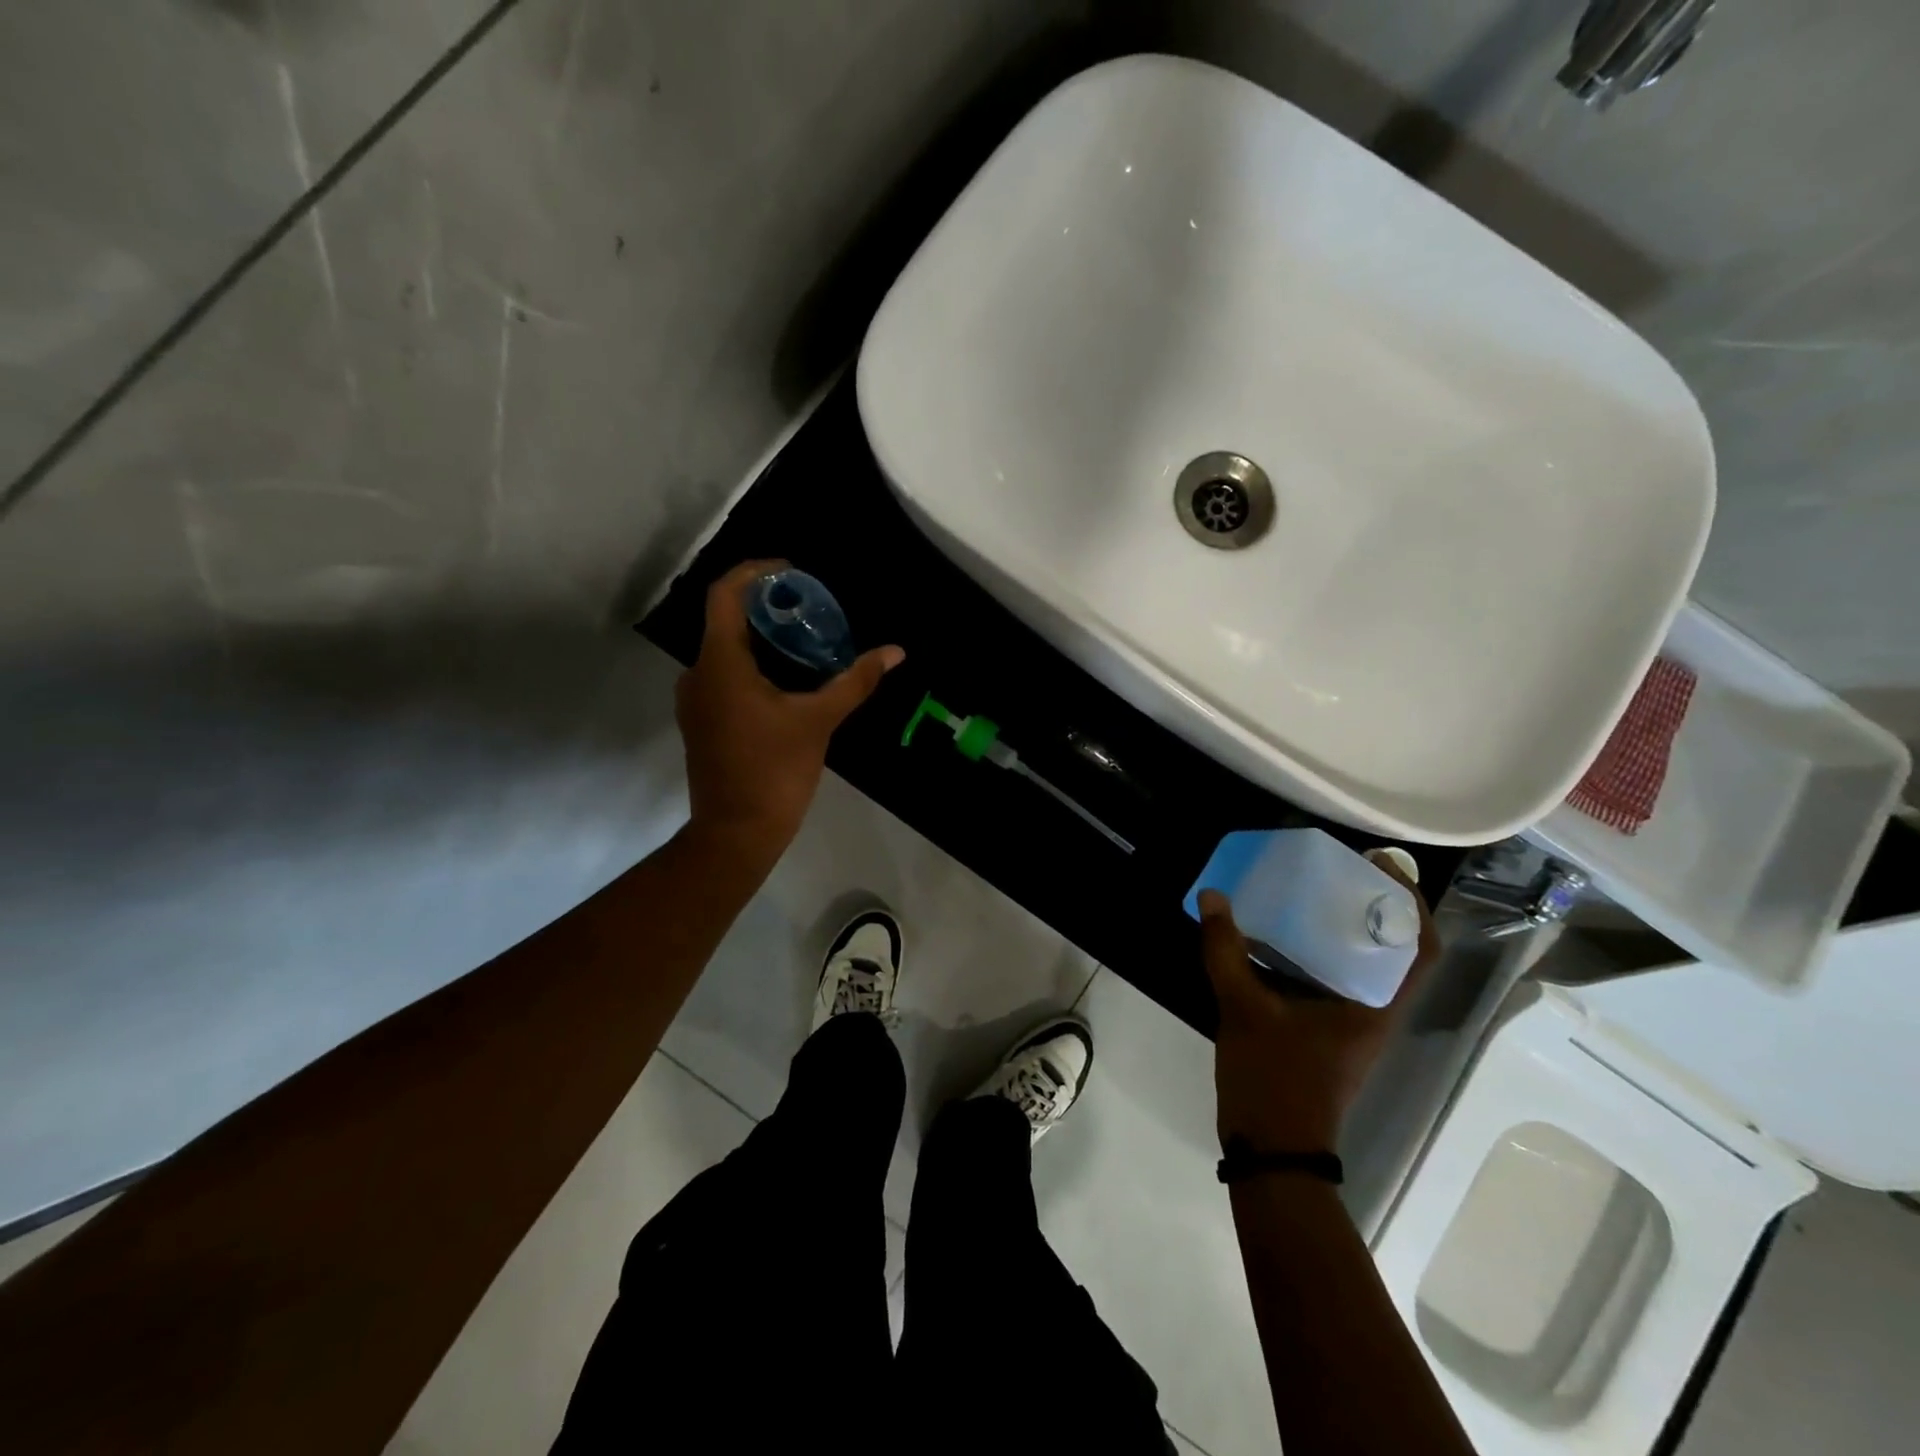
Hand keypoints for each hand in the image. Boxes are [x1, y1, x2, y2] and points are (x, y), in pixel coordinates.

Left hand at [676, 559, 903, 855]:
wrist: (737, 831)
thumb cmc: (775, 771)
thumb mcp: (819, 721)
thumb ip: (855, 682)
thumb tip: (895, 652)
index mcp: (720, 663)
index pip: (725, 594)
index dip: (755, 571)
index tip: (791, 571)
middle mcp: (698, 674)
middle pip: (726, 620)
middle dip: (766, 608)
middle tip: (808, 608)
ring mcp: (695, 700)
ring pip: (725, 650)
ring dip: (760, 639)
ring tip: (803, 642)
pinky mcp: (701, 721)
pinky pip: (723, 676)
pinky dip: (752, 665)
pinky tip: (785, 680)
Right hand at [1198, 853, 1438, 1152]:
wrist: (1272, 1150)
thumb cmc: (1274, 1079)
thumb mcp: (1243, 1009)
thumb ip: (1225, 950)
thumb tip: (1212, 896)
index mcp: (1374, 1005)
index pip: (1419, 948)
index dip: (1410, 903)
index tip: (1378, 865)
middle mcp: (1373, 1010)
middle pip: (1391, 947)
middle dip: (1369, 904)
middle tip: (1332, 868)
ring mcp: (1350, 1023)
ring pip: (1360, 963)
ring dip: (1342, 926)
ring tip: (1305, 890)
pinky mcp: (1326, 1030)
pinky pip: (1332, 977)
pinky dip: (1315, 950)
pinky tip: (1277, 935)